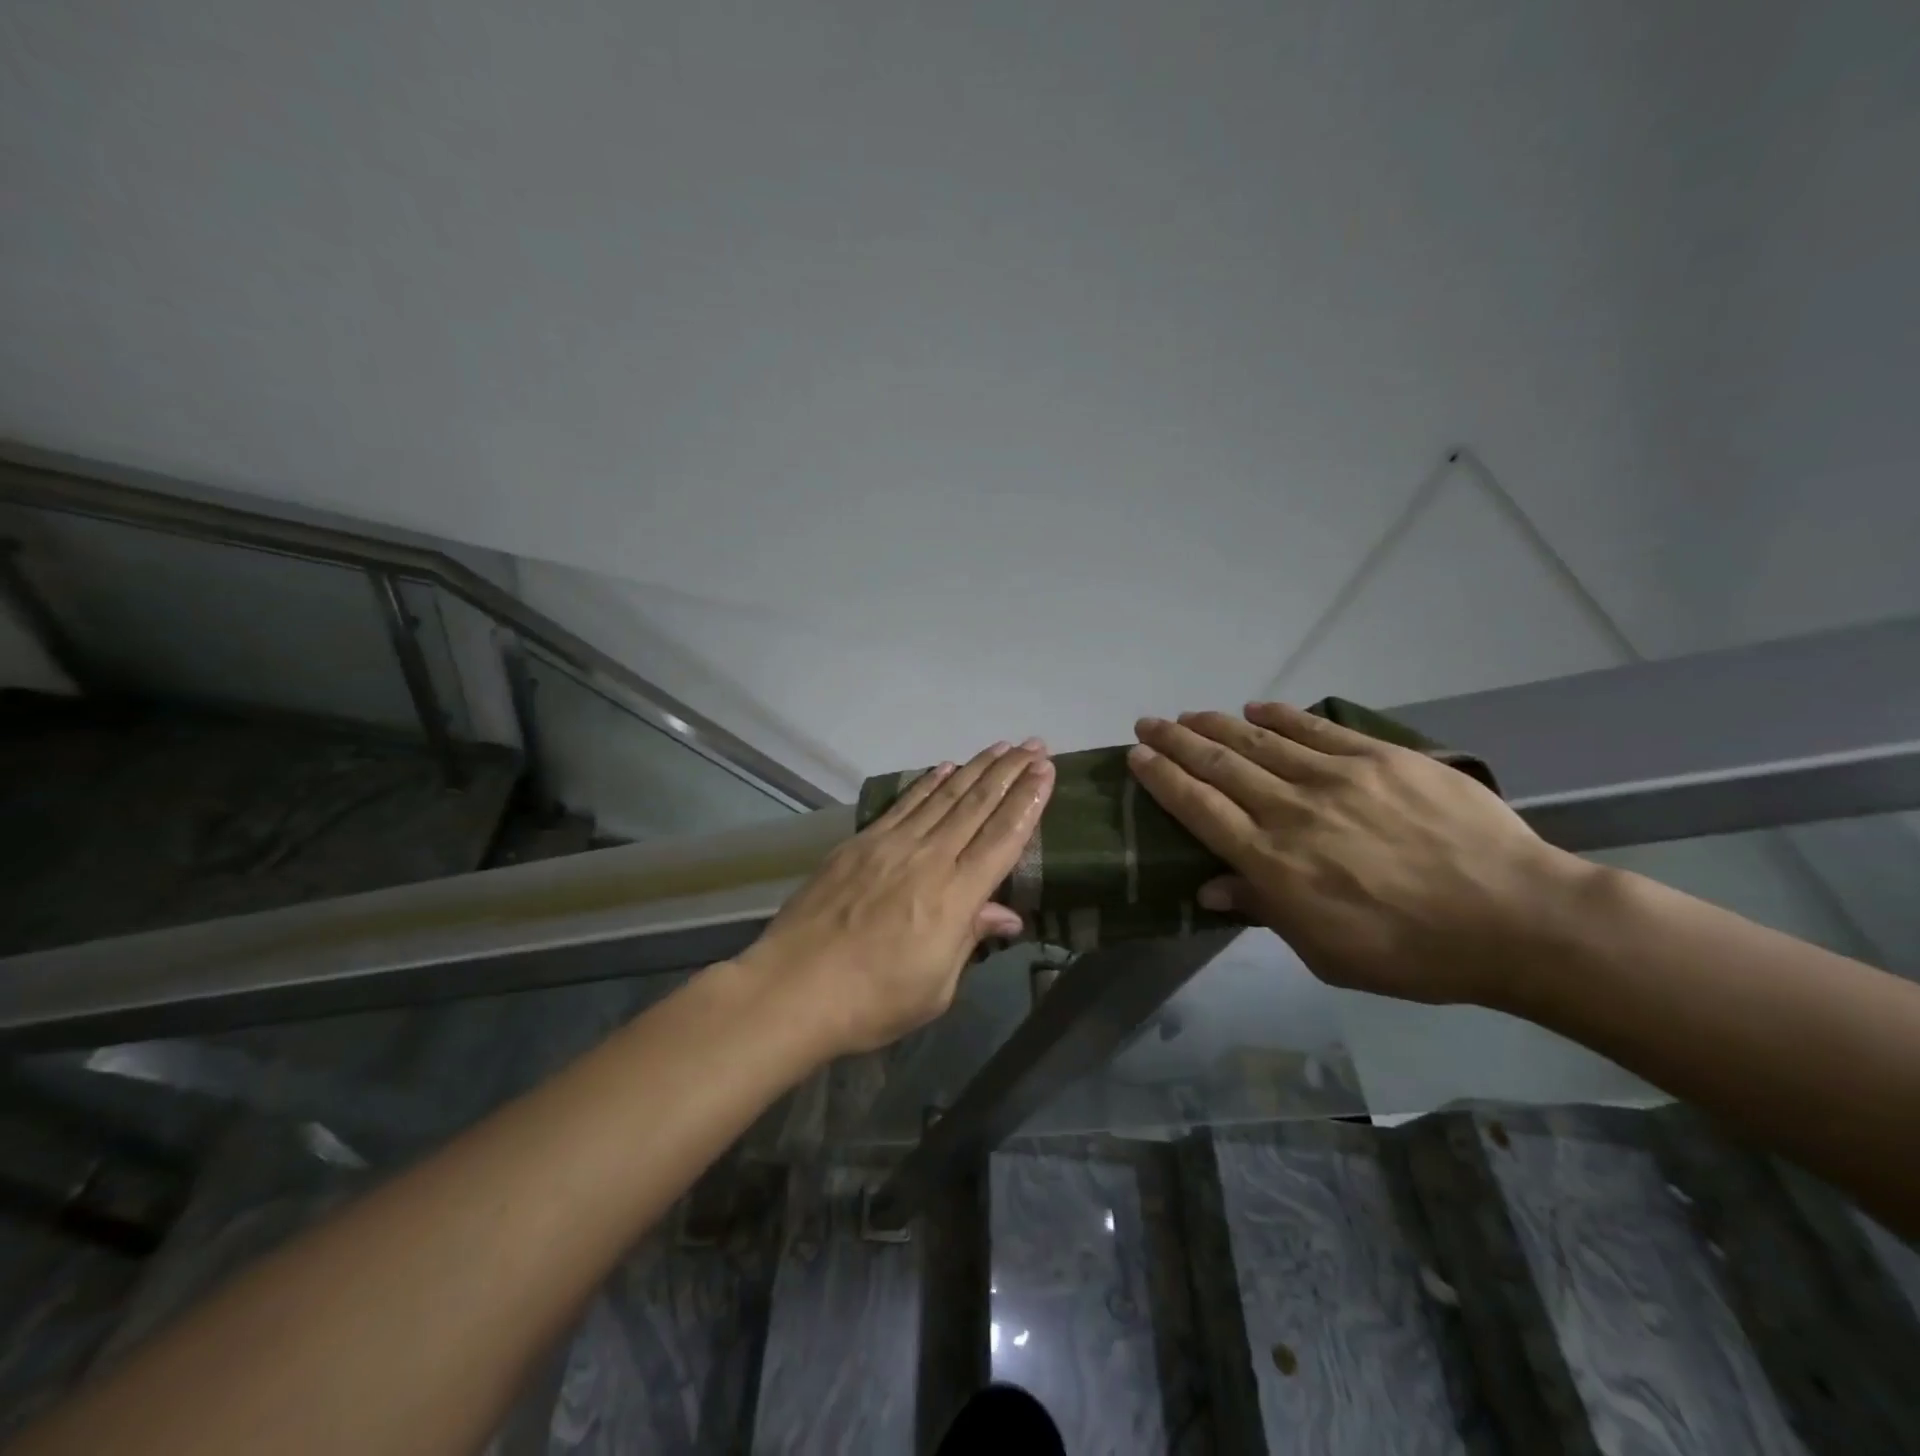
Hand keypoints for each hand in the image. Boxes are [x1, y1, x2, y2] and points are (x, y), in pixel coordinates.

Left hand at [741, 740, 1054, 1054]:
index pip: (1003, 838)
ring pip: (943, 796)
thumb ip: (970, 939)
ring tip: (1001, 747)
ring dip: (975, 768)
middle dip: (1010, 773)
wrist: (793, 989)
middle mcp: (928, 858)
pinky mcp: (860, 843)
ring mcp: (891, 845)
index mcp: (955, 896)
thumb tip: (1006, 913)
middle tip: (1034, 745)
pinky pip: (904, 804)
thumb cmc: (873, 1001)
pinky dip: (927, 783)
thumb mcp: (937, 987)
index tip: (1047, 771)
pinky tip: (944, 768)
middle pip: (977, 806)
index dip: (1028, 801)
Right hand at [1129, 702, 1580, 1004]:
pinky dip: (1280, 716)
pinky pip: (1316, 729)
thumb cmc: (1412, 951)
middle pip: (1219, 765)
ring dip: (1217, 725)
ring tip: (1190, 715)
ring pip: (1259, 741)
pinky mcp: (1380, 758)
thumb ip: (1264, 909)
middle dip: (1176, 741)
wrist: (1517, 917)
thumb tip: (1210, 887)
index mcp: (1273, 861)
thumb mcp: (1325, 952)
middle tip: (1148, 724)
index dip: (1162, 778)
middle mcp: (1292, 810)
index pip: (1199, 807)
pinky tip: (1256, 707)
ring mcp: (1337, 777)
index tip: (1137, 756)